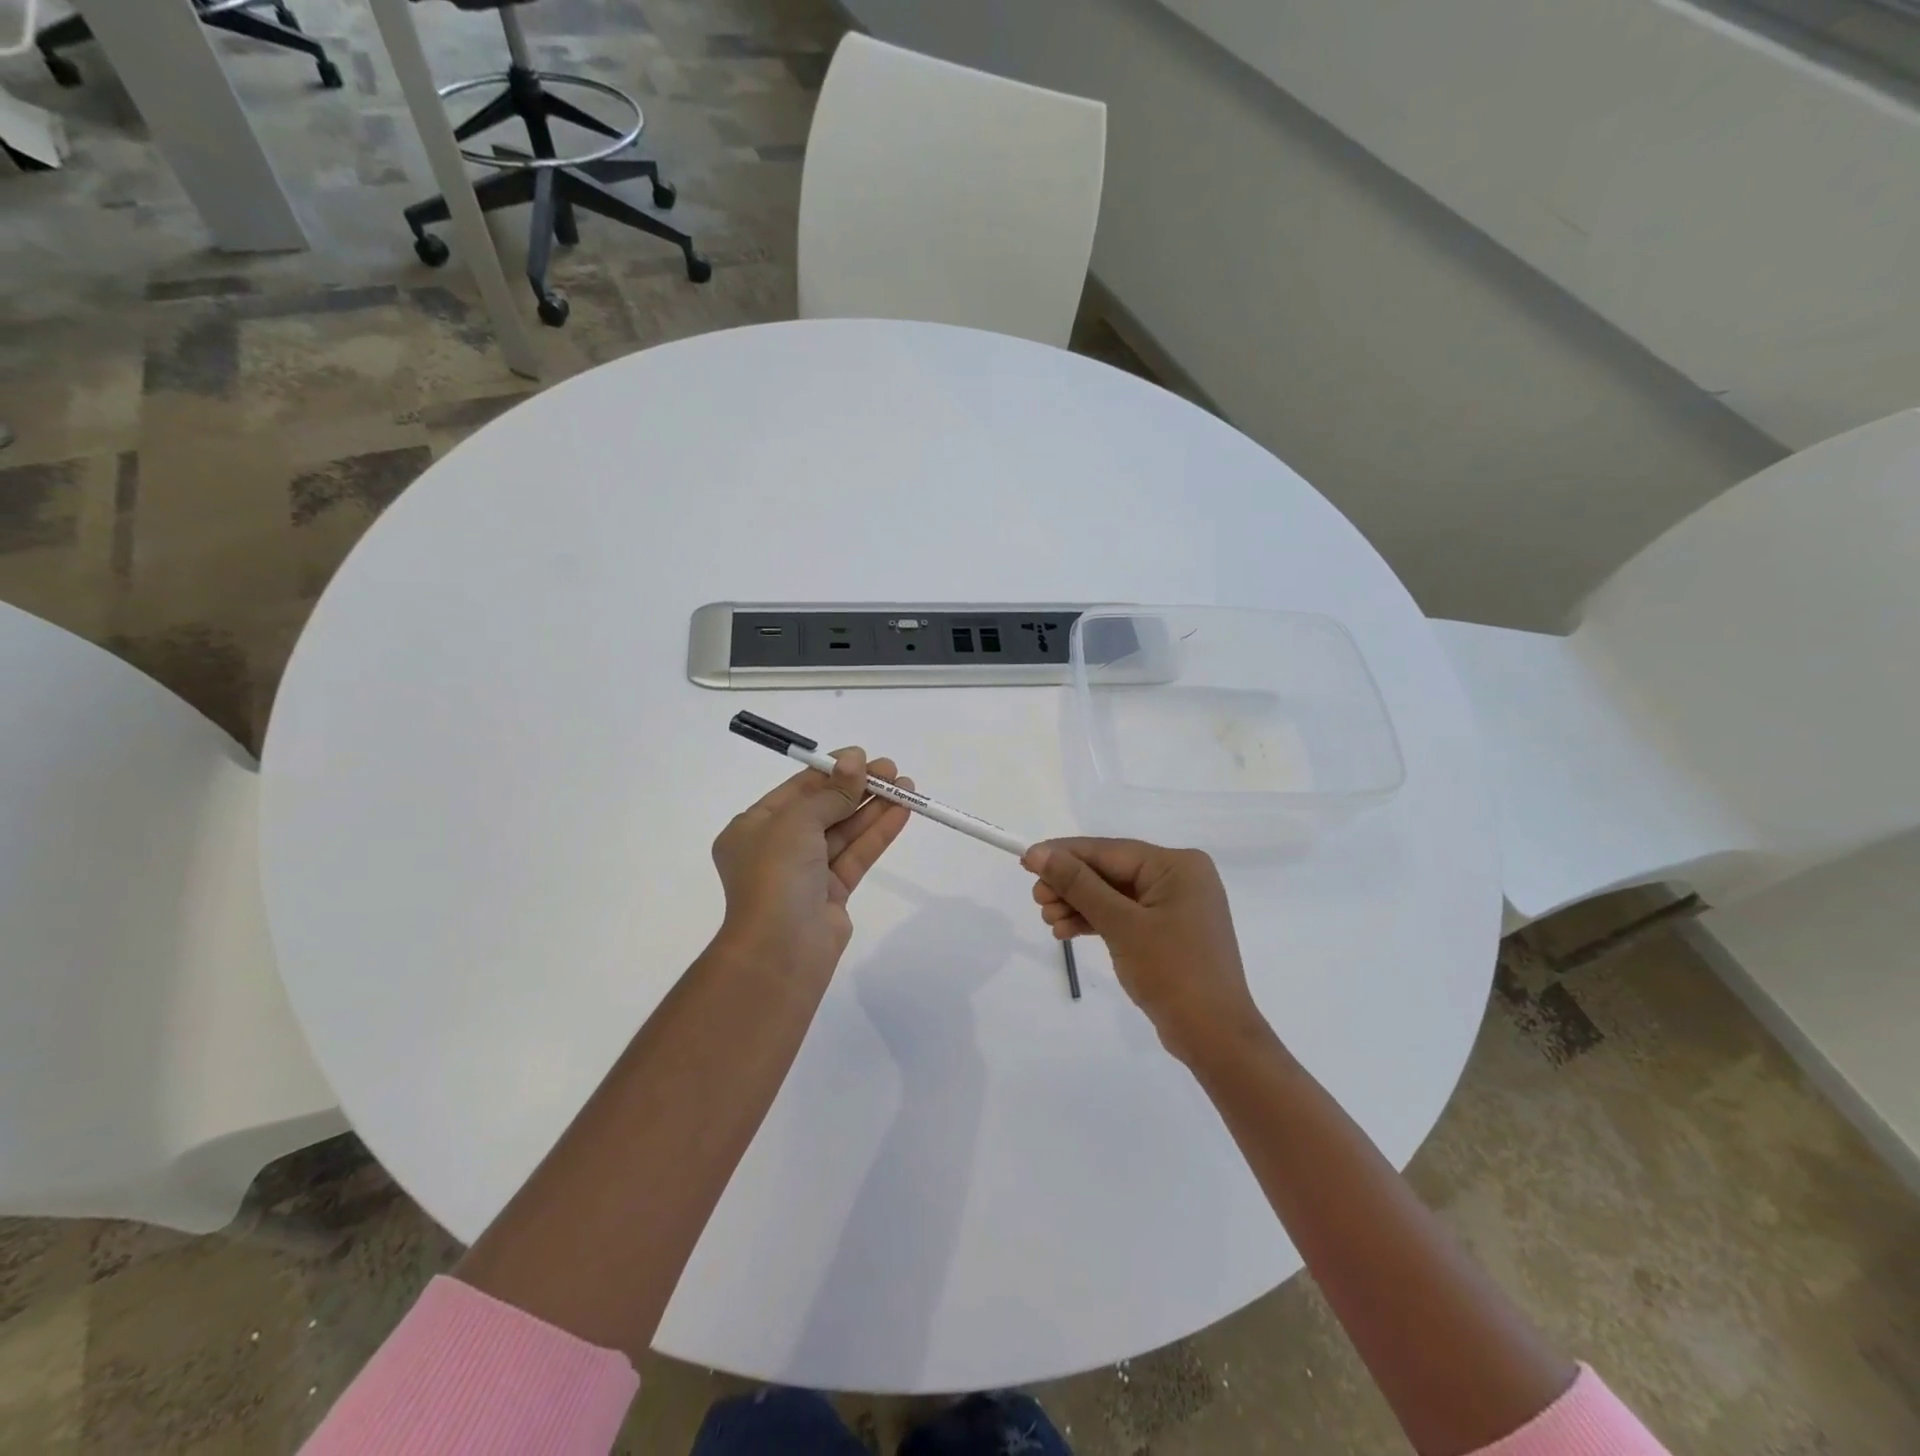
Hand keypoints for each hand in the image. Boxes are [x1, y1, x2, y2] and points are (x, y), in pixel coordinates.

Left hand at [711, 748, 912, 983]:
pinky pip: (856, 855)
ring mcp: (805, 873)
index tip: (863, 757)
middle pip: (823, 809)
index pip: (796, 791)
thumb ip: (831, 792)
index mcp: (753, 828)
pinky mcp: (831, 894)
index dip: (831, 772)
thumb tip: (855, 760)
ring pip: (844, 832)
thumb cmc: (775, 874)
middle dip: (857, 788)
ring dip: (873, 808)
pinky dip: (877, 834)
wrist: (780, 950)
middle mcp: (777, 849)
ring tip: (906, 786)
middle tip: (891, 770)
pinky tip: (902, 812)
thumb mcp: (797, 821)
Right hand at [1023, 838, 1269, 1065]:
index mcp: (1177, 866)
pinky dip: (1096, 921)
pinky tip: (1065, 931)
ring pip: (1113, 895)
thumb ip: (1079, 885)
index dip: (1064, 854)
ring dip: (1078, 905)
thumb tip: (1039, 852)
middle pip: (1110, 872)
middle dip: (1071, 886)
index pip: (1109, 851)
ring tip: (1048, 920)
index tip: (1026, 860)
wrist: (1214, 1037)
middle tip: (1037, 900)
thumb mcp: (1121, 924)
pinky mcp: (1167, 931)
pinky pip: (1124, 915)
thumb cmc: (1172, 972)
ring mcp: (1174, 906)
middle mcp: (1179, 878)